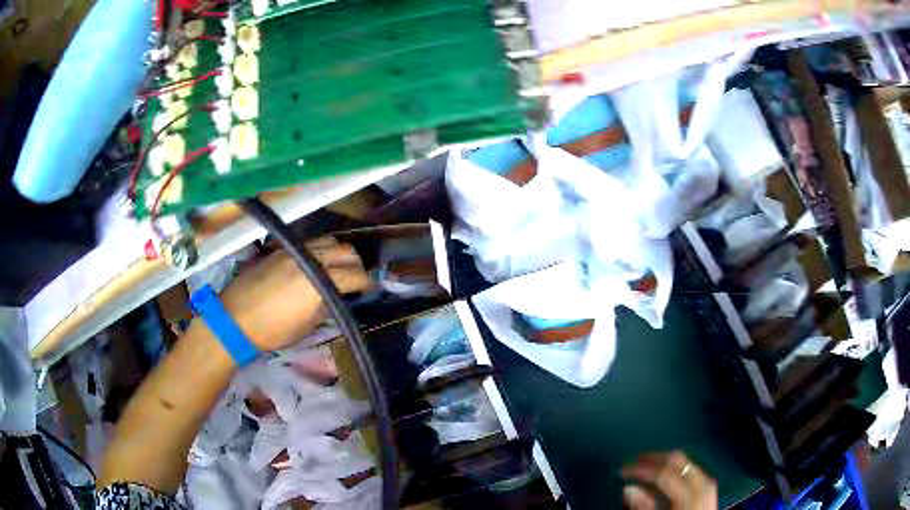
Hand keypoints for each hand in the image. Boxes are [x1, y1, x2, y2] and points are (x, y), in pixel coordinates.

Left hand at [220, 238, 371, 350]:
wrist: (236, 318)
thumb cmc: (273, 330)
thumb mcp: (308, 325)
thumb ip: (327, 305)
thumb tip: (339, 296)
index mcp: (319, 283)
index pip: (354, 275)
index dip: (368, 283)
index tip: (372, 289)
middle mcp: (310, 259)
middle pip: (345, 252)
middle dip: (357, 265)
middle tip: (357, 279)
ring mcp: (295, 251)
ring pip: (329, 241)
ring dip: (339, 254)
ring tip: (339, 268)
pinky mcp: (282, 249)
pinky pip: (311, 243)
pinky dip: (322, 251)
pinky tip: (318, 264)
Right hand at [621, 451, 716, 509]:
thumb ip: (645, 507)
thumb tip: (629, 488)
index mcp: (691, 495)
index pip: (664, 473)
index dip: (642, 469)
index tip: (623, 469)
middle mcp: (703, 486)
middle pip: (680, 462)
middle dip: (656, 458)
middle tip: (635, 460)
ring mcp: (710, 487)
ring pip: (688, 464)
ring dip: (667, 463)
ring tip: (649, 465)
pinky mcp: (710, 492)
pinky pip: (694, 473)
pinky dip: (679, 470)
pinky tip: (669, 475)